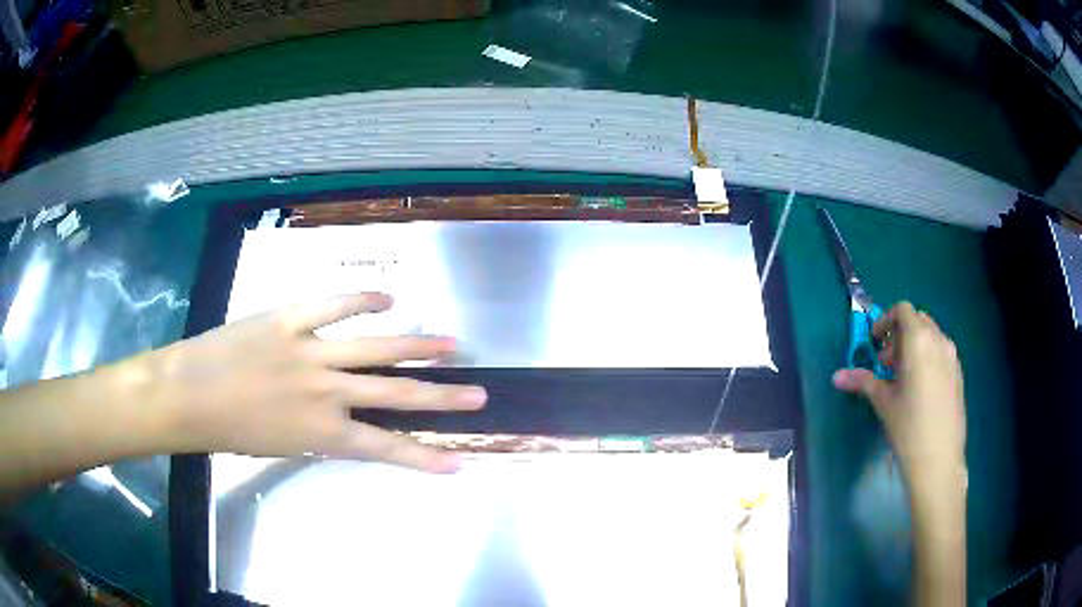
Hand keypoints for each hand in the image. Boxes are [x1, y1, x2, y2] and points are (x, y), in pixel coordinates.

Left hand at [138, 292, 486, 472]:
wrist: (188, 395)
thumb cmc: (230, 430)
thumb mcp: (282, 444)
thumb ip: (319, 432)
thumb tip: (345, 421)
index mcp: (322, 432)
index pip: (387, 447)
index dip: (425, 457)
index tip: (459, 463)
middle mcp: (326, 393)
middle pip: (396, 394)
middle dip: (442, 397)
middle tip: (479, 396)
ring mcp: (311, 351)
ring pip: (377, 348)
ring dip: (418, 346)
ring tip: (452, 344)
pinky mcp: (291, 320)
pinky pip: (335, 306)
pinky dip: (364, 299)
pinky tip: (390, 298)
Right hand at [832, 302, 965, 478]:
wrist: (939, 459)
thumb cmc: (908, 428)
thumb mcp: (883, 403)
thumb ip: (862, 382)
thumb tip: (836, 376)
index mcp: (918, 341)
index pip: (902, 311)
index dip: (885, 321)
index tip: (874, 344)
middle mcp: (938, 340)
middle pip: (918, 320)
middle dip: (899, 335)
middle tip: (886, 364)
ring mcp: (952, 356)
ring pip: (931, 336)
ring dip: (914, 345)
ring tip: (902, 378)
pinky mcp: (958, 373)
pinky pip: (941, 352)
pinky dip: (928, 357)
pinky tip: (920, 389)